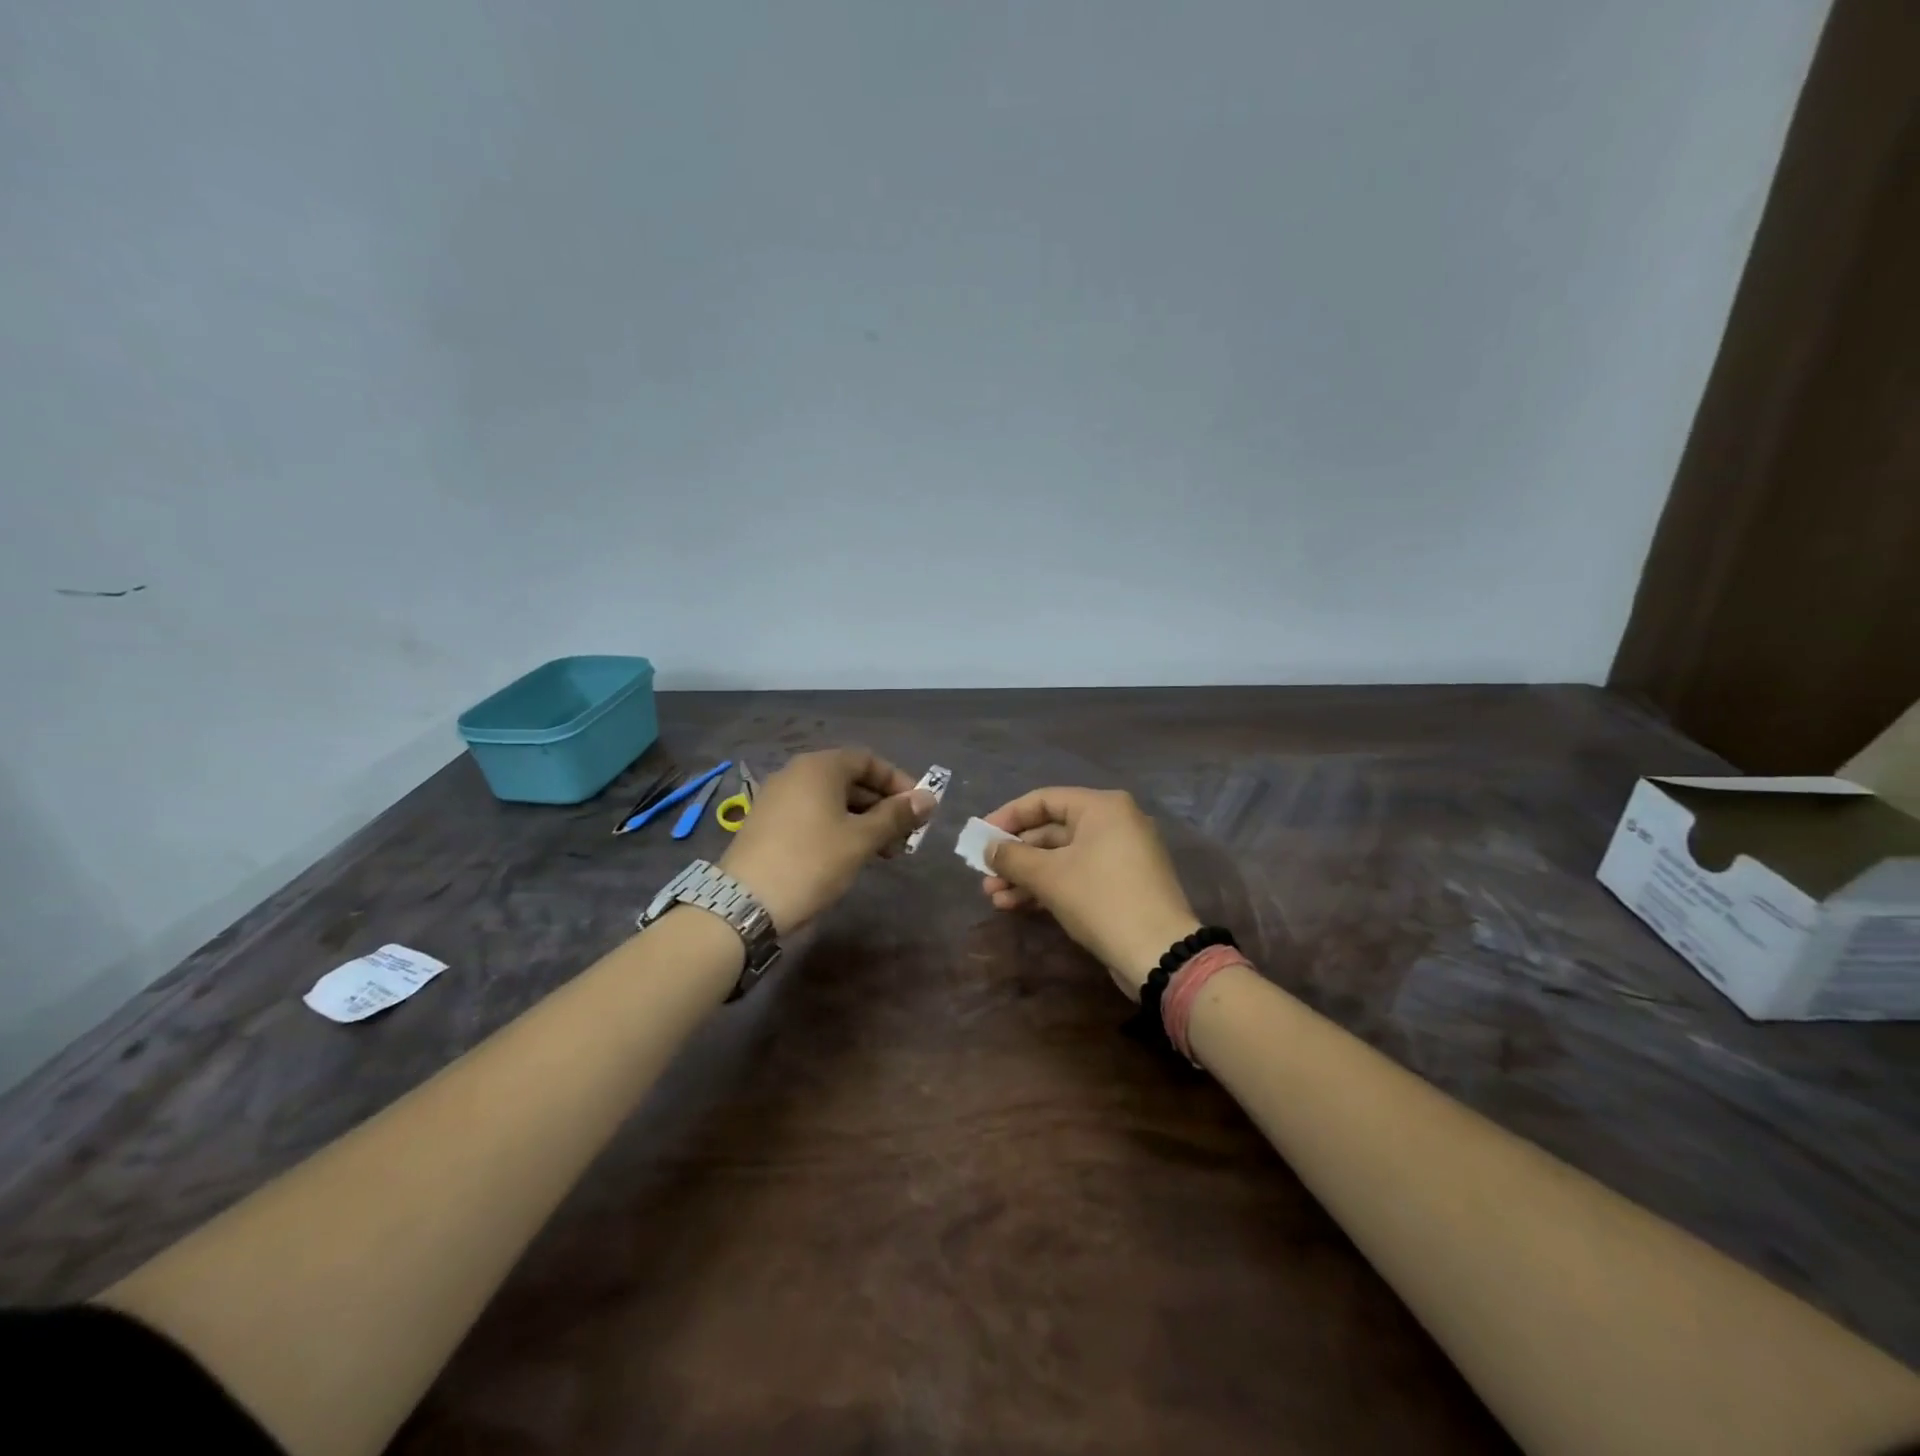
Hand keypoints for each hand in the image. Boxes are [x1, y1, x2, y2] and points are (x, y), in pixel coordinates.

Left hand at [718, 748, 937, 932]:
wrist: (745, 903)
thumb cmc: (812, 861)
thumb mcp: (861, 839)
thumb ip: (896, 816)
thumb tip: (929, 798)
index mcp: (819, 767)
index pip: (868, 760)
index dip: (898, 782)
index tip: (919, 809)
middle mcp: (796, 773)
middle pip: (850, 780)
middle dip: (882, 806)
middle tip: (904, 837)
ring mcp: (778, 798)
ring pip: (831, 800)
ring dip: (862, 821)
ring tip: (883, 853)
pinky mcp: (767, 823)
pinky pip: (812, 814)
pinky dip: (837, 828)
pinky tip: (850, 855)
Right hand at [979, 787, 1200, 998]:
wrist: (1158, 953)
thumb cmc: (1100, 899)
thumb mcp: (1048, 876)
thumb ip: (1012, 857)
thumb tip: (989, 848)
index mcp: (1102, 807)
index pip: (1044, 800)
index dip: (1007, 817)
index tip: (979, 837)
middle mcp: (1115, 823)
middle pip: (1052, 830)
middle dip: (1015, 855)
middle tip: (984, 873)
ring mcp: (1122, 855)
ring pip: (1062, 857)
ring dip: (1026, 875)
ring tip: (993, 897)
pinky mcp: (1123, 885)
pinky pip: (1078, 875)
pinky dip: (1049, 886)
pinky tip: (1016, 905)